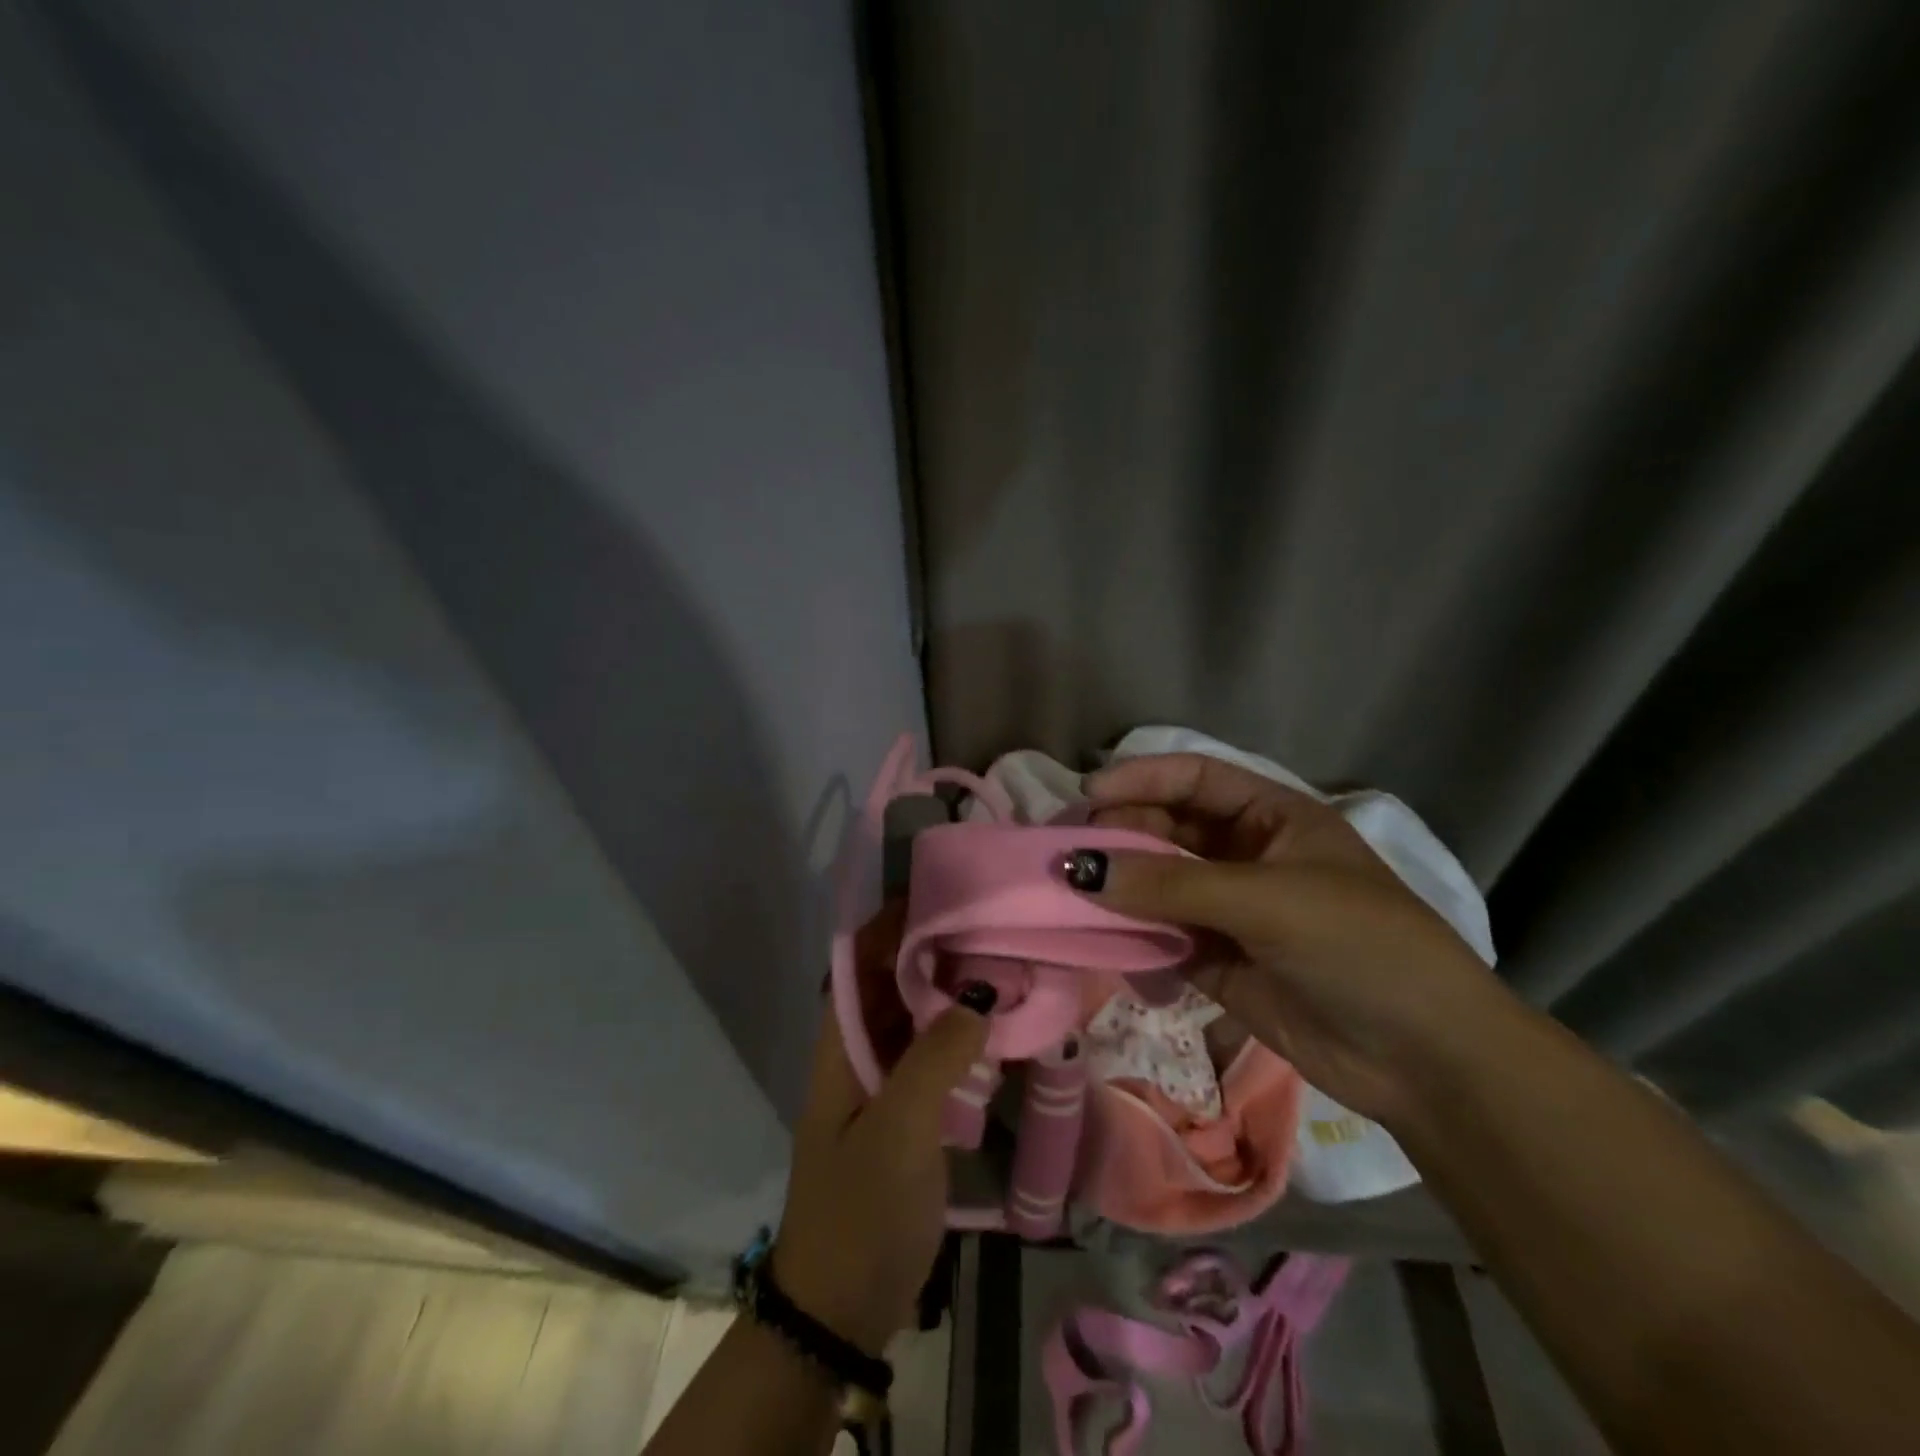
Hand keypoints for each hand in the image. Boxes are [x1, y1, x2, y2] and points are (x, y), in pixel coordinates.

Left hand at [772, 903, 987, 1354]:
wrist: (840, 1308)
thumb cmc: (859, 1209)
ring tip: (1003, 960)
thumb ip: (936, 1056)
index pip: (859, 961)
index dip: (890, 923)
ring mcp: (883, 1084)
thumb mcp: (899, 1129)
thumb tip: (979, 992)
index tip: (940, 893)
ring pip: (915, 1017)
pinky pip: (933, 1054)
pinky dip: (960, 1033)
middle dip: (932, 950)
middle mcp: (858, 1052)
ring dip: (950, 989)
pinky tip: (999, 1023)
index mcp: (841, 1044)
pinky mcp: (907, 1113)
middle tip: (989, 923)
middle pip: (891, 983)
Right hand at [1079, 753, 1500, 1122]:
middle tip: (1069, 850)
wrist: (1426, 1060)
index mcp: (1274, 818)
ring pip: (1159, 884)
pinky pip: (1162, 936)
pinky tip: (1097, 936)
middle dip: (1121, 834)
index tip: (1088, 796)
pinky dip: (1130, 935)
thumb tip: (1080, 867)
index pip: (1195, 779)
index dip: (1141, 778)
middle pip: (1169, 829)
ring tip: (1069, 892)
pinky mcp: (1219, 962)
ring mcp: (1232, 911)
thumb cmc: (1359, 946)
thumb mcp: (1267, 900)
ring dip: (1119, 887)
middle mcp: (1247, 856)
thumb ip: (1170, 883)